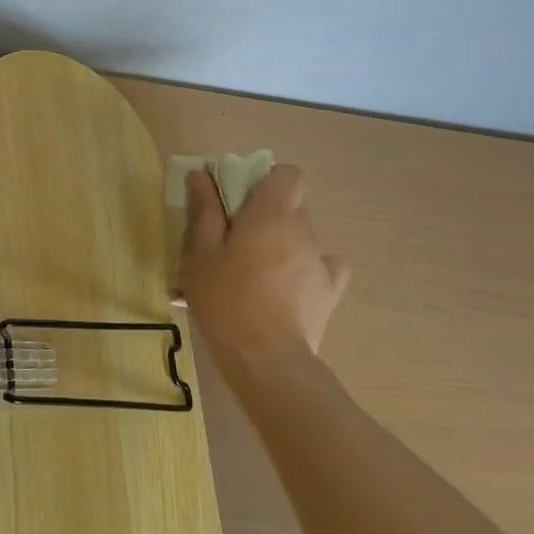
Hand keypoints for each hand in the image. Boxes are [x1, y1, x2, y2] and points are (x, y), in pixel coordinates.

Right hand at [183, 166, 351, 380]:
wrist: (266, 359)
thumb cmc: (226, 299)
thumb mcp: (202, 253)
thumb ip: (206, 212)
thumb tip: (203, 176)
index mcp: (273, 214)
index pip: (288, 174)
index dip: (266, 180)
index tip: (239, 199)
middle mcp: (304, 230)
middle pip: (291, 205)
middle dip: (266, 213)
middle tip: (235, 237)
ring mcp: (322, 261)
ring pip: (302, 236)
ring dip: (282, 242)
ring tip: (255, 271)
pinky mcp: (331, 291)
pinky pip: (324, 266)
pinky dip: (308, 268)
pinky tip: (288, 285)